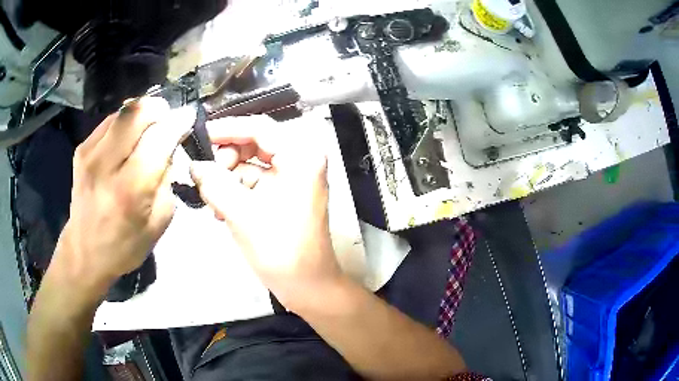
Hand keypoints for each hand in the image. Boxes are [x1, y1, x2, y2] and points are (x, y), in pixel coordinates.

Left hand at [53, 97, 194, 295]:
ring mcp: (90, 152)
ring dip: (142, 115)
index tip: (188, 118)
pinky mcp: (81, 148)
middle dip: (159, 110)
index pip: (160, 136)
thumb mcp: (159, 222)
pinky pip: (111, 120)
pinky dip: (125, 123)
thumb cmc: (125, 244)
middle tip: (166, 123)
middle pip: (138, 111)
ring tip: (147, 132)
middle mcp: (106, 164)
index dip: (179, 121)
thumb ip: (167, 179)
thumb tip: (170, 145)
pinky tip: (127, 140)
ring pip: (124, 110)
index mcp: (130, 188)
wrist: (85, 251)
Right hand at [190, 116, 342, 311]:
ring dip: (228, 179)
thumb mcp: (240, 213)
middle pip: (254, 144)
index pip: (259, 127)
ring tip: (212, 201)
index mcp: (301, 156)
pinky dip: (237, 191)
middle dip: (227, 159)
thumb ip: (213, 183)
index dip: (226, 129)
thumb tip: (194, 165)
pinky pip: (256, 182)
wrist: (307, 286)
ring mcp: (295, 177)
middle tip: (205, 178)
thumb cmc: (279, 250)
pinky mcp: (286, 194)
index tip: (200, 135)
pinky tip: (222, 210)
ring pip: (252, 164)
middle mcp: (301, 159)